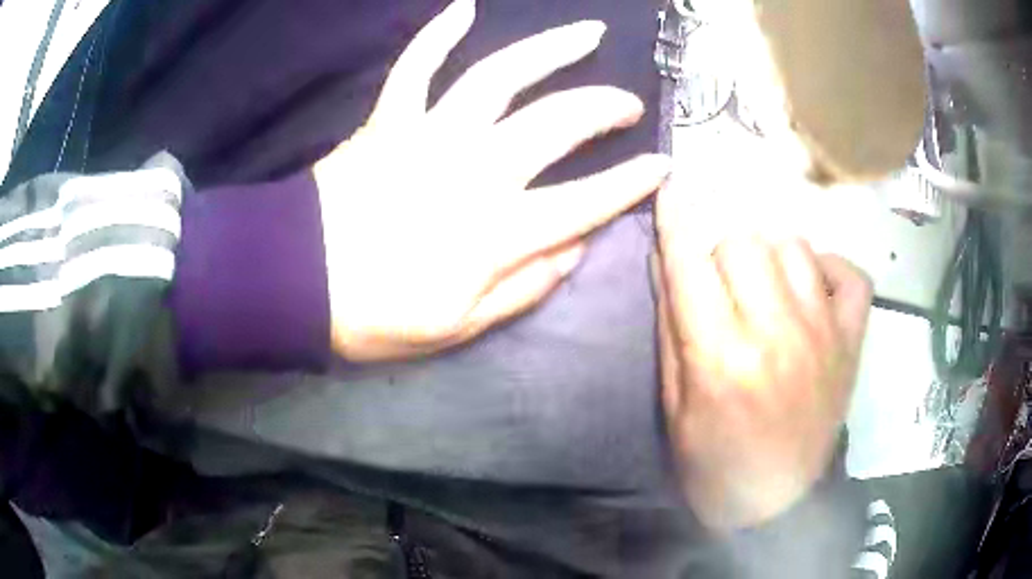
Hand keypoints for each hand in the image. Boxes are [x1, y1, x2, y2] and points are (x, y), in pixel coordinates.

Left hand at [314, 0, 669, 361]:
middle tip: (629, 102)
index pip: (586, 201)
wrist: (295, 281)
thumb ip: (524, 288)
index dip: (631, 183)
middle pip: (557, 122)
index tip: (662, 166)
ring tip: (587, 33)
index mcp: (496, 230)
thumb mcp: (459, 327)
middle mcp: (475, 169)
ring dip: (551, 50)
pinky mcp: (389, 119)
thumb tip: (573, 248)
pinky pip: (416, 65)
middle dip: (604, 107)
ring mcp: (429, 134)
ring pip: (501, 76)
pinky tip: (464, 6)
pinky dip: (438, 33)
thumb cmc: (375, 314)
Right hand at [654, 189, 871, 531]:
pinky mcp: (852, 342)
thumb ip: (671, 328)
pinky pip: (850, 275)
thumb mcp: (674, 407)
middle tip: (722, 287)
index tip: (669, 187)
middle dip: (722, 252)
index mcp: (721, 358)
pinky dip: (829, 270)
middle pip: (745, 241)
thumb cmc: (713, 462)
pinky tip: (812, 290)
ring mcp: (823, 334)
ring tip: (765, 290)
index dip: (675, 218)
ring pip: (794, 246)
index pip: (691, 262)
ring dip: (770, 258)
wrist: (776, 503)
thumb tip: (666, 257)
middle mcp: (775, 335)